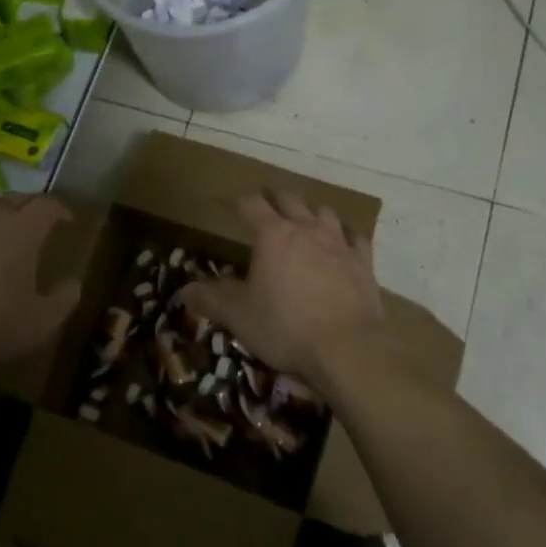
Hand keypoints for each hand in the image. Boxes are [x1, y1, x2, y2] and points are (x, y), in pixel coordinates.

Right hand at [179, 191, 385, 391]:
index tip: (232, 204)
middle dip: (276, 197)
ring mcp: (339, 244)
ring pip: (324, 212)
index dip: (240, 202)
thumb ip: (210, 299)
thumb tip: (183, 290)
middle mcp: (306, 229)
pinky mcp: (363, 263)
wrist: (348, 349)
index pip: (252, 204)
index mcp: (272, 235)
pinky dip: (346, 235)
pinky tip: (343, 243)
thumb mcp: (238, 316)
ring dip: (311, 212)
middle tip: (267, 202)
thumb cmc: (285, 327)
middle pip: (290, 199)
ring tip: (305, 219)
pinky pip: (356, 238)